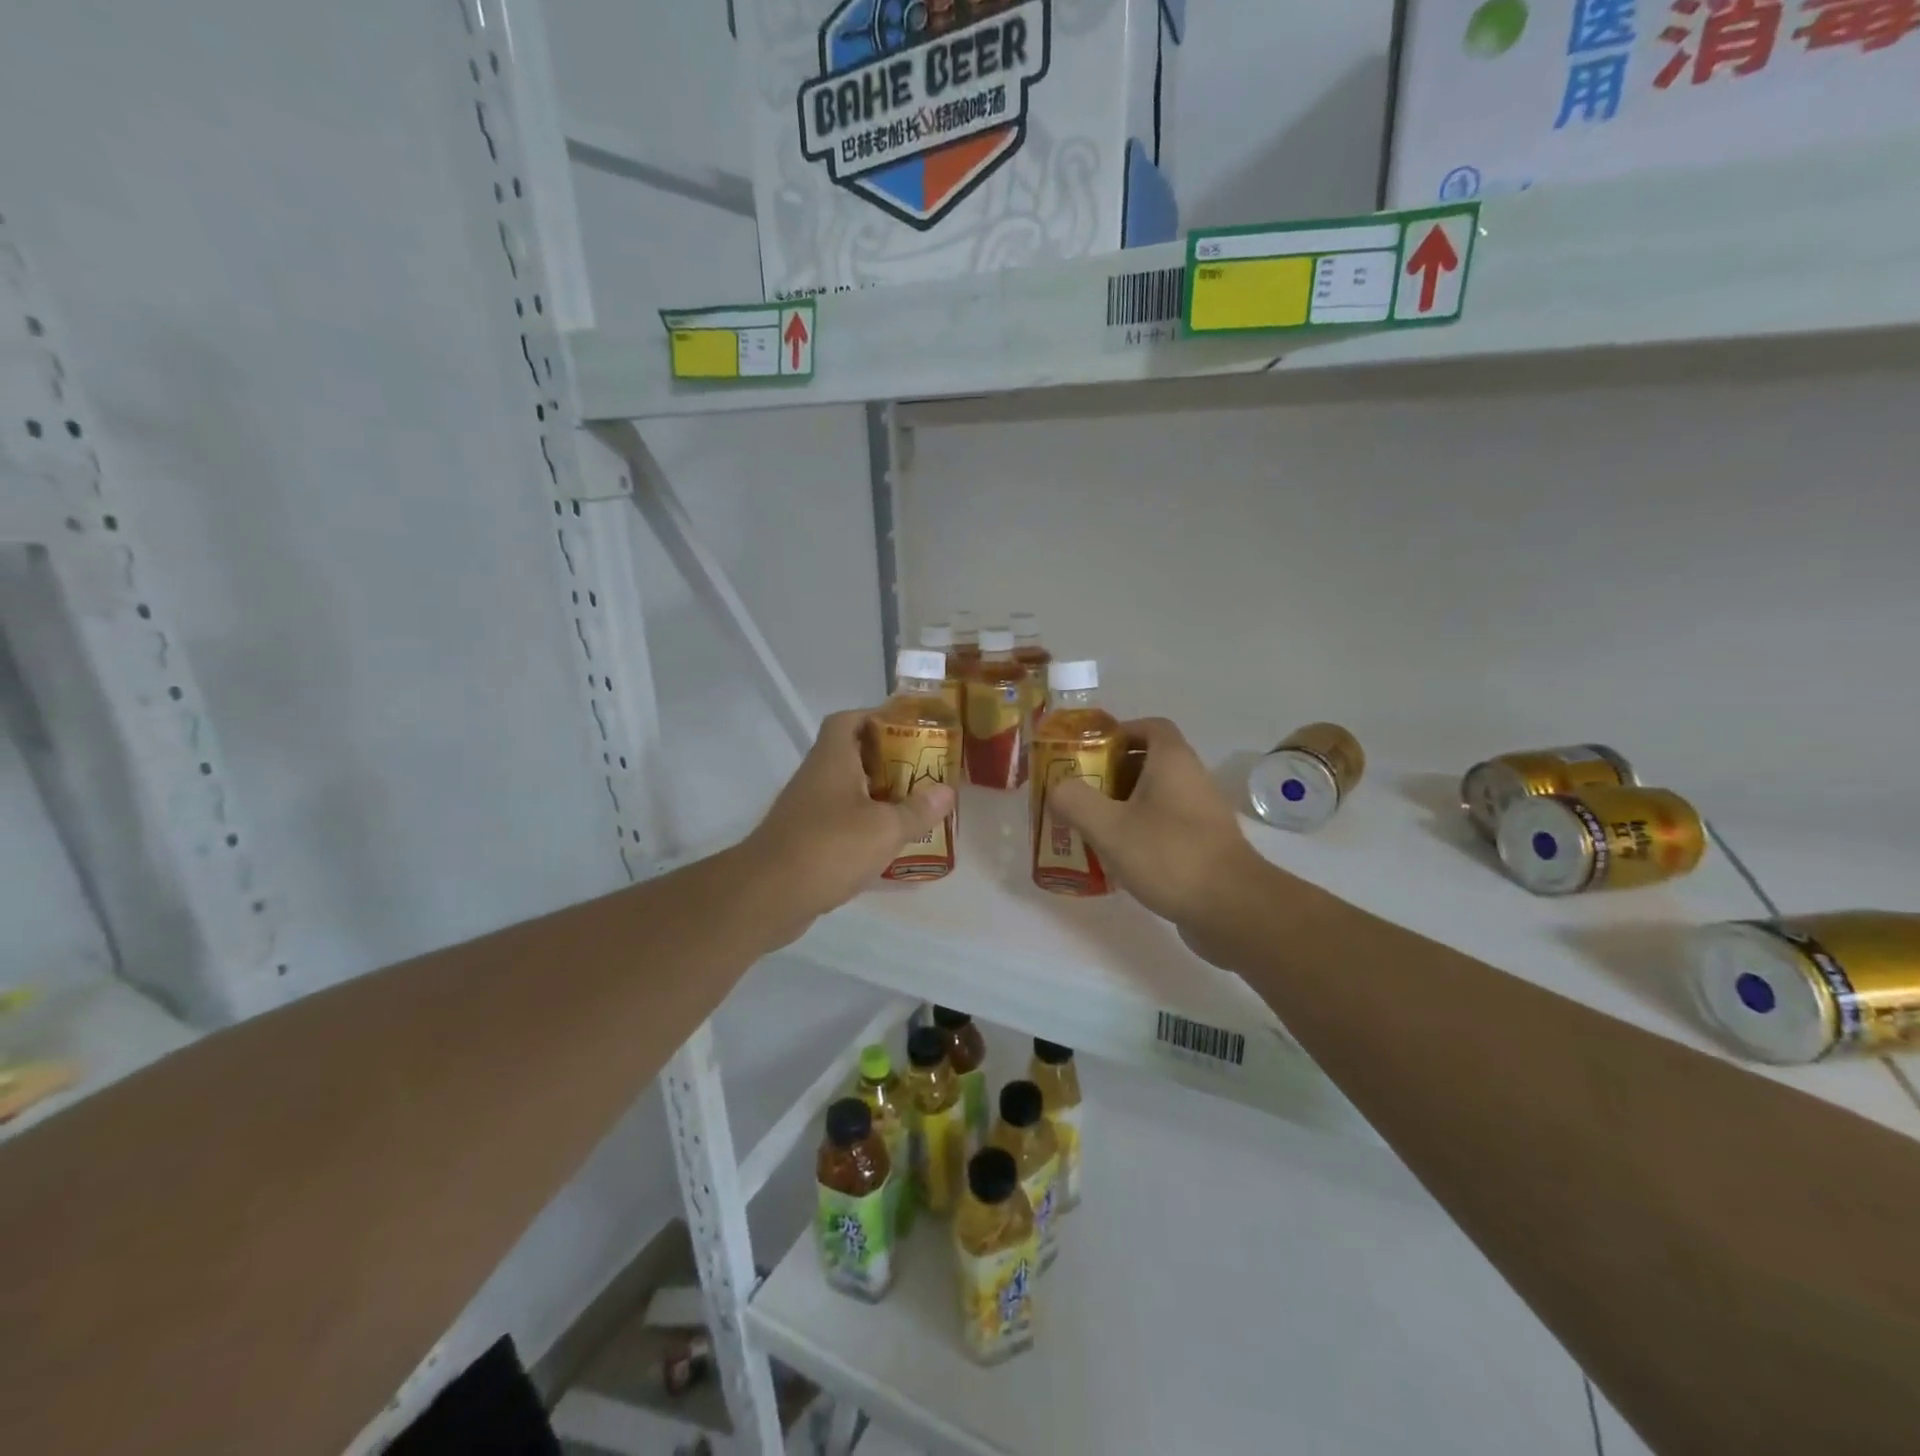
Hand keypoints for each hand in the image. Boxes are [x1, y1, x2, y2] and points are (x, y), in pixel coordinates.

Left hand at [742, 707, 955, 926]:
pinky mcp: (804, 841)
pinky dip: (863, 827)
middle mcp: (816, 777)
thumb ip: (918, 809)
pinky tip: (888, 845)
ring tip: (913, 807)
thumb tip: (946, 790)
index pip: (847, 720)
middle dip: (886, 761)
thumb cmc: (829, 848)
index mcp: (832, 759)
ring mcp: (806, 810)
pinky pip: (839, 823)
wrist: (767, 896)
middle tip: (922, 772)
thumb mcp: (885, 828)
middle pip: (851, 756)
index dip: (875, 716)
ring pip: (847, 791)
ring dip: (877, 796)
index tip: (907, 728)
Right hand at [1048, 718, 1271, 955]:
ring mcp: (1202, 814)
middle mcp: (1192, 779)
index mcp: (1173, 761)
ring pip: (1156, 797)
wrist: (1233, 908)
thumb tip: (1058, 788)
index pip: (1150, 727)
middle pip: (1149, 762)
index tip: (1088, 753)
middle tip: (1080, 793)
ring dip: (1124, 806)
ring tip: (1090, 826)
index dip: (1118, 733)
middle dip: (1112, 773)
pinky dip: (1141, 832)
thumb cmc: (1169, 855)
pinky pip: (1166, 826)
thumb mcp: (1109, 826)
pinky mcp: (1205, 846)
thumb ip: (1074, 801)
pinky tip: (1118, 858)